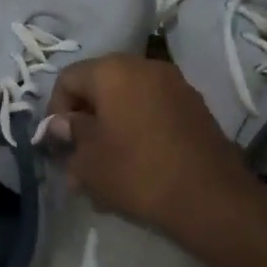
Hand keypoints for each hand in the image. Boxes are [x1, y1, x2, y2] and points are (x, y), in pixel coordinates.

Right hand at [46, 54, 266, 257]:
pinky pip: (153, 112)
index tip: (57, 143)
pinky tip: (135, 165)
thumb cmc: (137, 172)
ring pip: (127, 102)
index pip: (68, 79)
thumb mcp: (88, 160)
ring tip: (106, 167)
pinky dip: (138, 131)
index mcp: (112, 71)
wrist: (211, 199)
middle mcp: (144, 67)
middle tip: (78, 156)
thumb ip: (70, 134)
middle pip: (99, 86)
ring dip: (111, 128)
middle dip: (85, 120)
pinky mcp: (195, 108)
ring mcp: (175, 86)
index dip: (55, 110)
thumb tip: (61, 124)